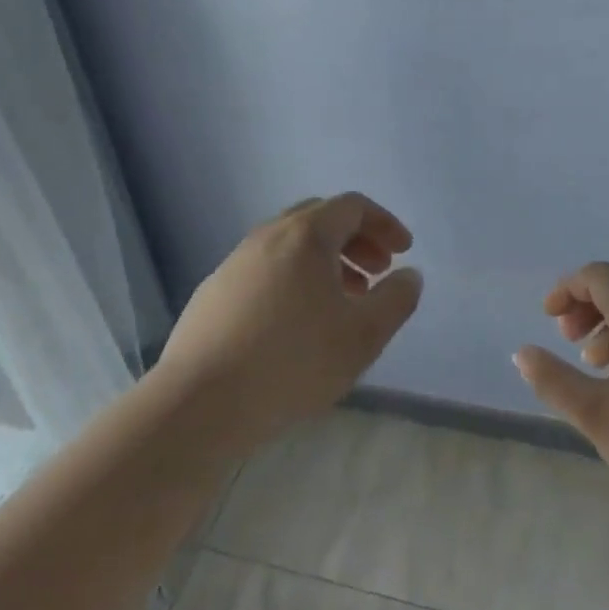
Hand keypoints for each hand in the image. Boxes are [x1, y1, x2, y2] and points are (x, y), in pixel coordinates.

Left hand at [153, 193, 422, 449]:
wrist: (200, 403)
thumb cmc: (293, 362)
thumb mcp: (363, 335)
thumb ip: (396, 299)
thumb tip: (409, 275)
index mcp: (306, 235)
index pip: (352, 206)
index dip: (384, 223)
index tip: (403, 251)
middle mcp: (267, 236)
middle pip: (320, 219)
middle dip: (356, 240)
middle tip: (377, 272)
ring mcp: (235, 263)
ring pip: (290, 246)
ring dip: (325, 262)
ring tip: (342, 301)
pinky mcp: (213, 292)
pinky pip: (265, 270)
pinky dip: (294, 279)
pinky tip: (297, 323)